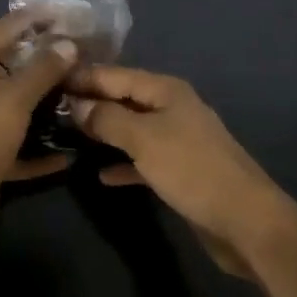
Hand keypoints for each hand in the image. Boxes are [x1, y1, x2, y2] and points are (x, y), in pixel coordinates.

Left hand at [0, 8, 78, 242]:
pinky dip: (43, 149)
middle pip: (15, 67)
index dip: (35, 17)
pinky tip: (71, 152)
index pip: (6, 28)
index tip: (67, 14)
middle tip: (82, 56)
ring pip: (20, 107)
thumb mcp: (14, 97)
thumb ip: (43, 69)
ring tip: (82, 96)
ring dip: (48, 105)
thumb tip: (68, 43)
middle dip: (47, 62)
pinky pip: (22, 147)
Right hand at [66, 65, 296, 275]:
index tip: (49, 78)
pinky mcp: (181, 171)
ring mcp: (177, 139)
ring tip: (67, 136)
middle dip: (91, 102)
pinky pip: (143, 159)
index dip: (84, 77)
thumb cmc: (192, 170)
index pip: (115, 75)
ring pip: (132, 129)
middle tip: (51, 108)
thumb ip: (107, 119)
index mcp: (165, 90)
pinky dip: (123, 163)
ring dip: (104, 132)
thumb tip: (76, 103)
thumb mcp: (144, 140)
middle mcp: (171, 107)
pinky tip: (100, 175)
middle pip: (124, 99)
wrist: (246, 221)